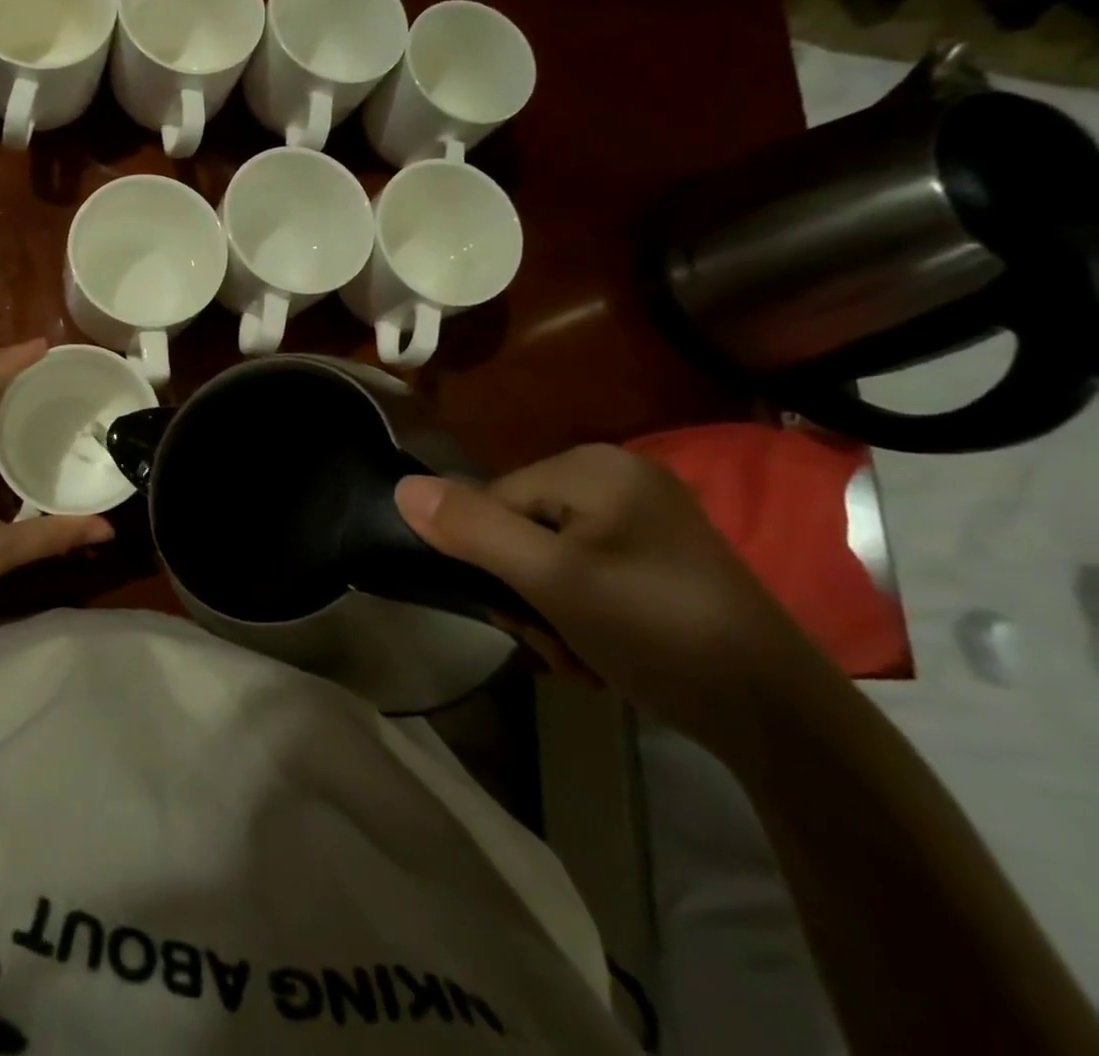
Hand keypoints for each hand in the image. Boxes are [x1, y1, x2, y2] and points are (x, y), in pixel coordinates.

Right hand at [395, 446, 841, 754]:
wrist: (781, 717)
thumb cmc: (655, 631)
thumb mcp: (550, 580)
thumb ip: (473, 530)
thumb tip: (401, 487)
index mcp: (592, 465)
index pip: (494, 498)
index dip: (491, 559)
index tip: (521, 616)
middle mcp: (618, 476)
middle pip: (521, 528)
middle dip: (525, 592)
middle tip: (557, 641)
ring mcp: (644, 516)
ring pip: (549, 556)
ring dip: (550, 611)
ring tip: (584, 656)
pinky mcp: (661, 556)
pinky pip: (587, 570)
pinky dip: (583, 613)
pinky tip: (605, 652)